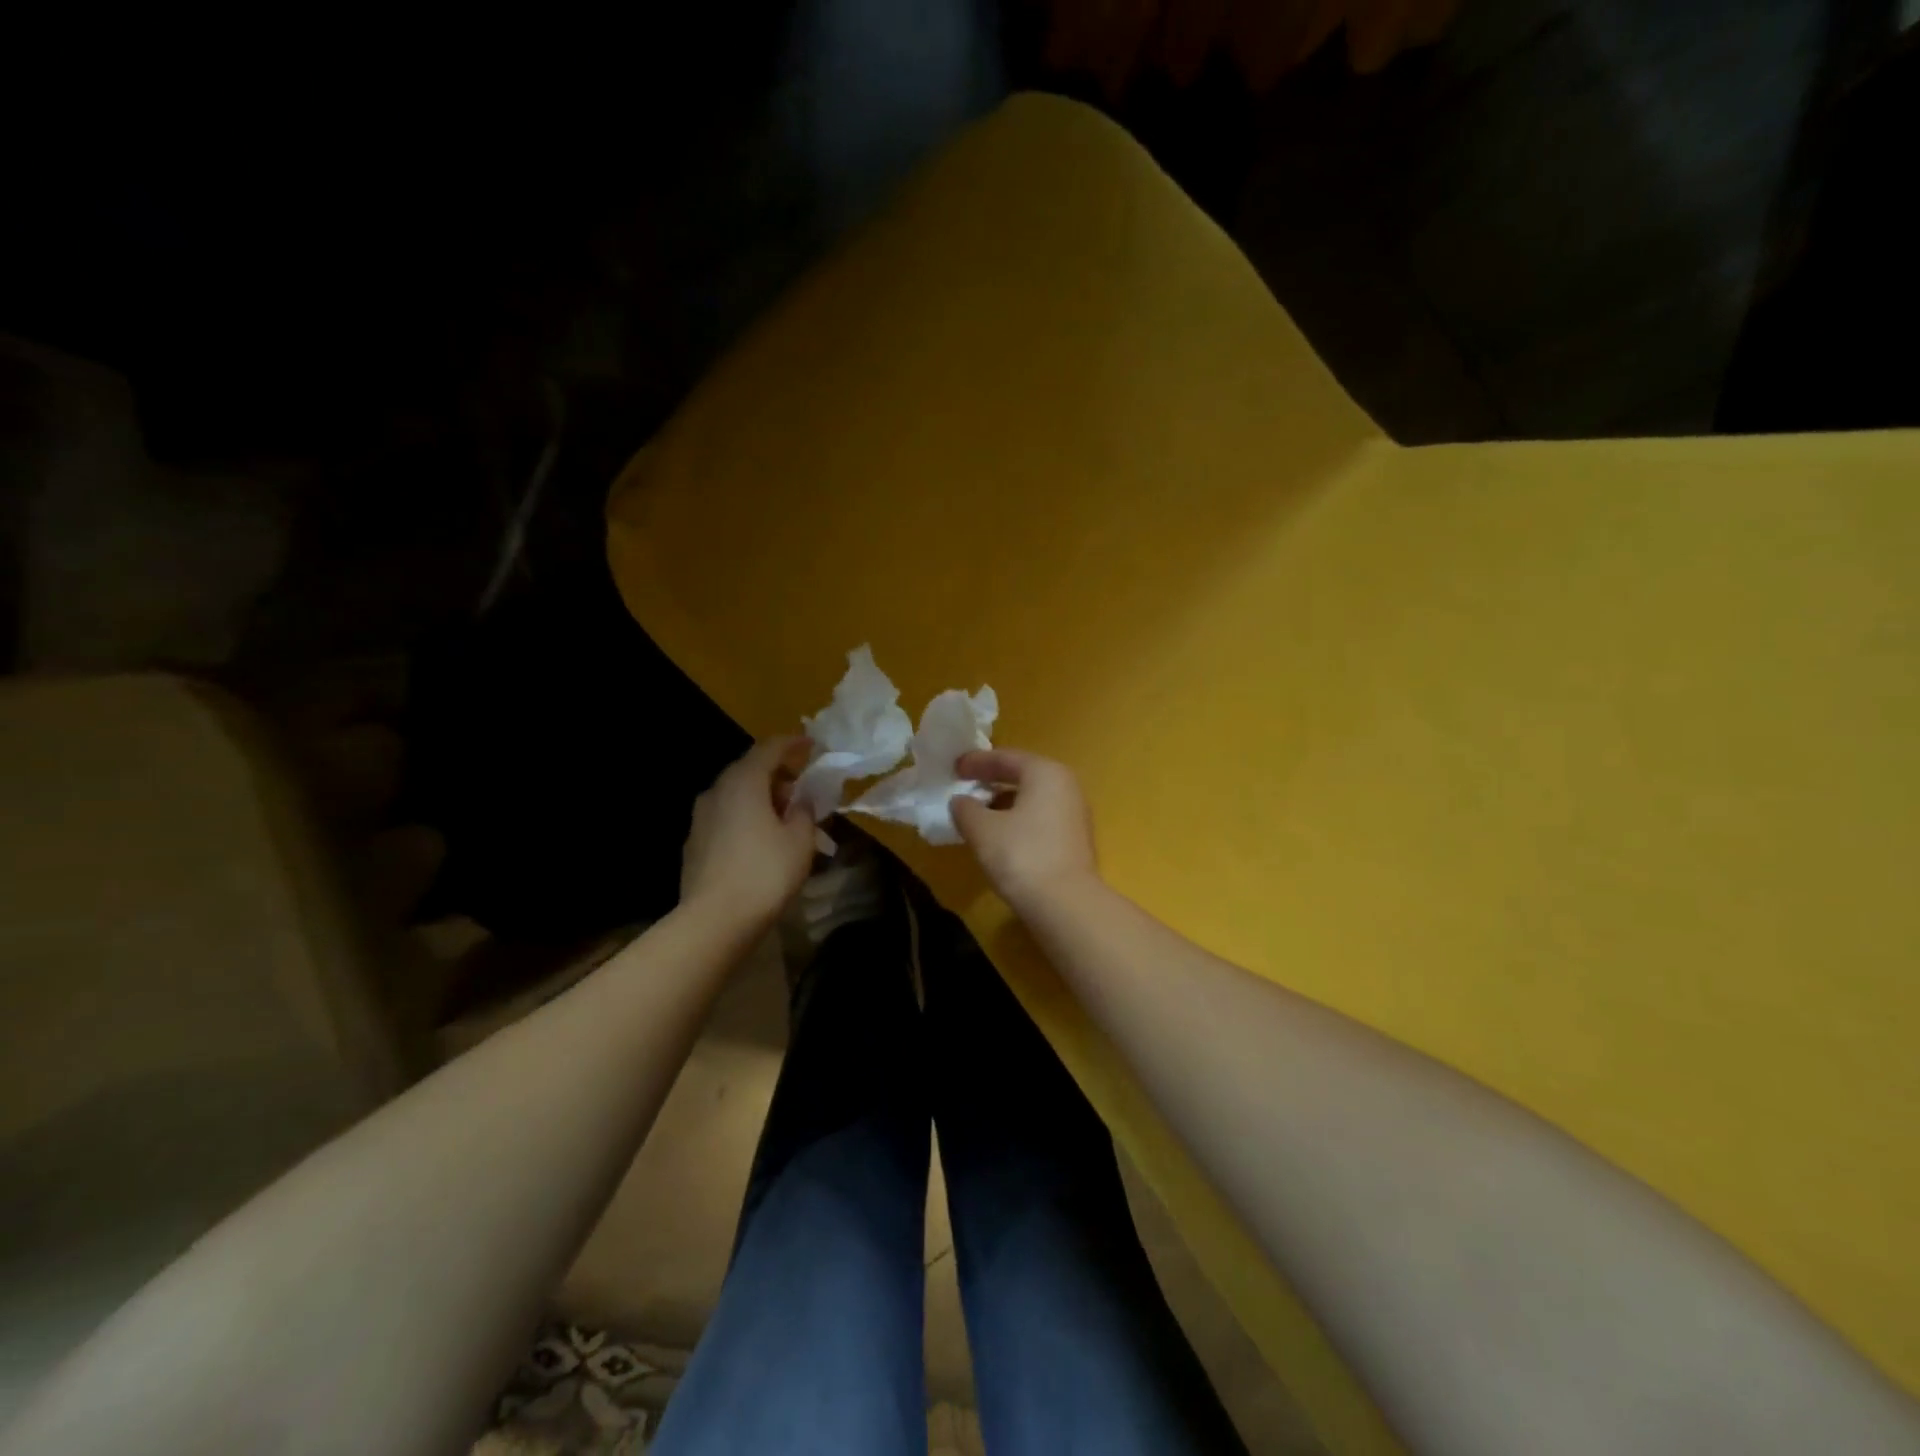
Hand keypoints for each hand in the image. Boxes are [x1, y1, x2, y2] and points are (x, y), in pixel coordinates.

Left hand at [680, 738, 816, 929]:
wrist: (714, 921)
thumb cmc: (765, 873)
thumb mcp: (800, 840)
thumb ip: (804, 811)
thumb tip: (800, 800)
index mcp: (744, 782)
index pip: (770, 748)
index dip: (793, 744)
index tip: (812, 745)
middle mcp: (717, 791)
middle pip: (750, 769)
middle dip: (778, 773)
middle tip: (803, 786)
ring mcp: (701, 818)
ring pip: (736, 794)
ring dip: (762, 797)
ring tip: (786, 815)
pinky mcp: (695, 843)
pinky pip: (727, 816)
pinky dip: (747, 816)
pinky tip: (763, 838)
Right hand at [951, 749, 1099, 913]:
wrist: (1065, 904)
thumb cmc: (1021, 855)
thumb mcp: (982, 829)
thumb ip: (965, 809)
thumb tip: (960, 802)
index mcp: (1045, 772)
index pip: (1006, 758)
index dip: (976, 762)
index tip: (954, 767)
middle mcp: (1065, 785)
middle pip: (1023, 775)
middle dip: (991, 780)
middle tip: (964, 785)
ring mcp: (1074, 813)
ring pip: (1032, 798)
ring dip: (1004, 802)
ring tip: (977, 813)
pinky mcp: (1075, 840)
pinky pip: (1040, 818)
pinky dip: (1018, 819)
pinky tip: (999, 835)